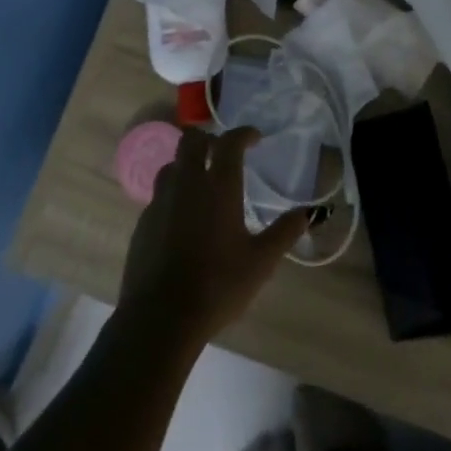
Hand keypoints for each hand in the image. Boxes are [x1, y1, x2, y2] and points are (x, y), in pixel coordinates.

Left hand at [118, 127, 306, 349]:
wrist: (161, 317)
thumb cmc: (218, 285)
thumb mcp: (261, 262)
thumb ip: (284, 232)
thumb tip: (308, 213)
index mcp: (218, 187)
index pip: (229, 142)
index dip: (243, 134)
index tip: (255, 138)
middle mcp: (186, 184)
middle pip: (191, 140)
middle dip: (208, 138)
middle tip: (223, 153)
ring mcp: (160, 202)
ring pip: (172, 165)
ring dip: (187, 164)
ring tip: (202, 183)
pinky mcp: (143, 222)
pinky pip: (160, 194)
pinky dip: (174, 194)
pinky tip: (184, 218)